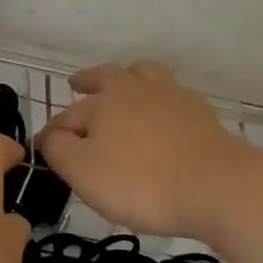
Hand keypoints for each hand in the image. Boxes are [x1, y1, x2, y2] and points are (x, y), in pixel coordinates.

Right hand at [36, 60, 262, 242]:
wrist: (218, 187)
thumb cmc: (140, 181)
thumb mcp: (83, 172)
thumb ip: (58, 150)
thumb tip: (49, 136)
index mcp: (104, 101)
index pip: (68, 115)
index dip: (53, 132)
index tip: (44, 146)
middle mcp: (136, 89)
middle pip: (108, 76)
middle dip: (89, 80)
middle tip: (79, 83)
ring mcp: (174, 98)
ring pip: (147, 74)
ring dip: (131, 77)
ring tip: (126, 85)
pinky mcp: (203, 115)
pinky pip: (175, 97)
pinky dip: (162, 101)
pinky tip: (165, 115)